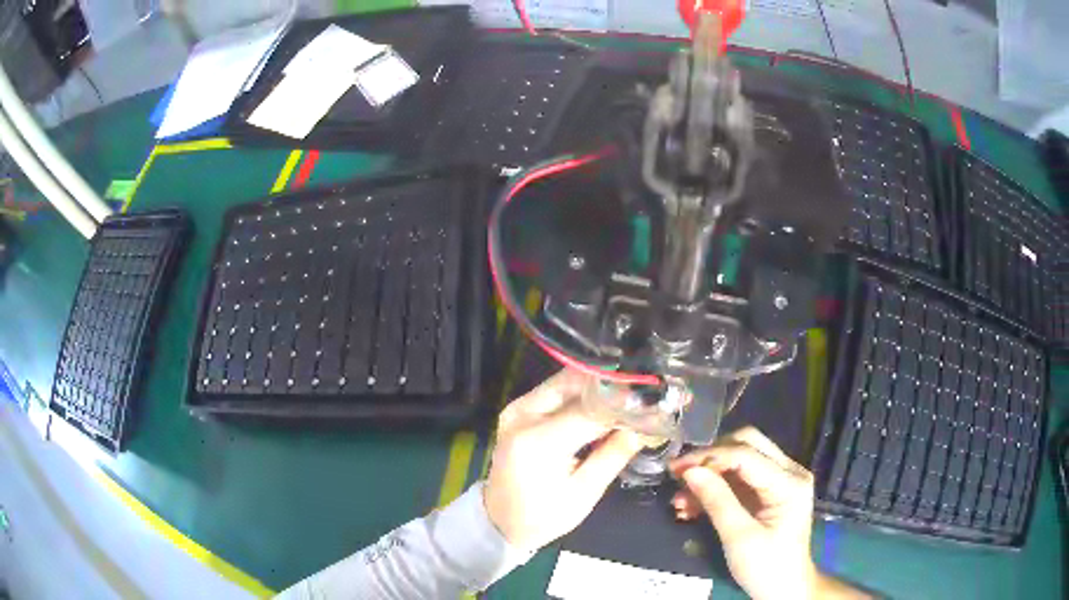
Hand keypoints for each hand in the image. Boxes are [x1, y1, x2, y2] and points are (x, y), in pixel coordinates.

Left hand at [484, 369, 643, 551]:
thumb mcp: (584, 493)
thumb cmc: (542, 516)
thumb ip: (615, 454)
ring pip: (567, 381)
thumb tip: (649, 424)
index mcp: (538, 440)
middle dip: (614, 384)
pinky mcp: (519, 409)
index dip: (626, 401)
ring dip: (599, 386)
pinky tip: (606, 402)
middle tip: (647, 390)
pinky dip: (583, 394)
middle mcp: (523, 414)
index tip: (656, 398)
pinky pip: (556, 391)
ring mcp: (518, 408)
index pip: (592, 408)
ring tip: (632, 394)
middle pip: (576, 382)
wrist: (498, 520)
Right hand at [669, 427, 817, 599]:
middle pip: (747, 444)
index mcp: (789, 483)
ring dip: (710, 474)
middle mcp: (789, 472)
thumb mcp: (739, 538)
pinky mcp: (769, 492)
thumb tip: (689, 471)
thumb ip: (717, 501)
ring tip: (680, 500)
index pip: (746, 455)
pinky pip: (739, 478)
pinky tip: (692, 506)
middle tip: (679, 475)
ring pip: (740, 459)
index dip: (709, 458)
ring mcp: (780, 480)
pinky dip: (716, 487)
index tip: (676, 470)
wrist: (784, 589)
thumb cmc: (766, 567)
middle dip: (710, 458)